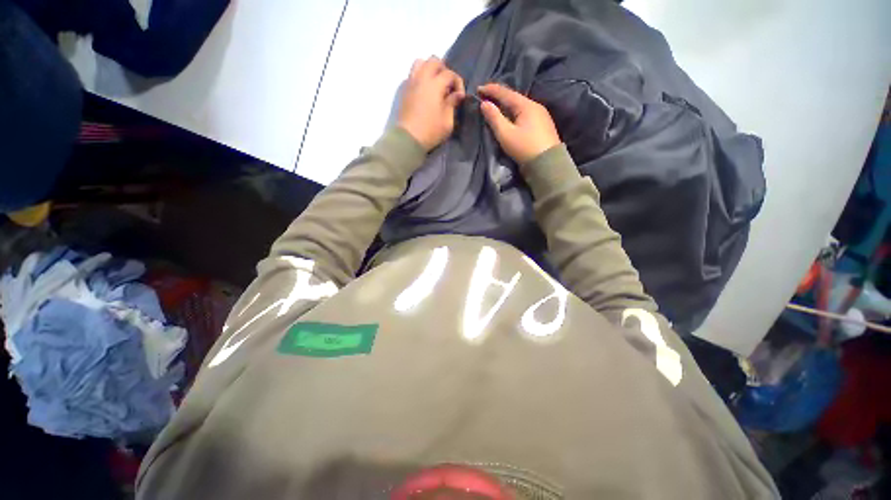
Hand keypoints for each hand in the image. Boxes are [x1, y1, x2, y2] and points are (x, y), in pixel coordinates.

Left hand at [398, 57, 465, 150]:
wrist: (408, 139)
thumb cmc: (431, 131)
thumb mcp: (447, 121)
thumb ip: (452, 104)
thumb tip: (457, 94)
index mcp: (435, 85)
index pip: (449, 73)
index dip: (458, 82)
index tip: (460, 97)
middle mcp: (422, 78)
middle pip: (434, 61)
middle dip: (444, 70)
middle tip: (448, 86)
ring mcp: (411, 83)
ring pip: (420, 62)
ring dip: (430, 68)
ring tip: (435, 83)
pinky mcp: (405, 90)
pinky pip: (412, 73)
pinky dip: (420, 75)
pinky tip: (425, 90)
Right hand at [478, 83, 560, 164]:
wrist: (547, 164)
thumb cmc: (524, 148)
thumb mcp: (505, 134)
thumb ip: (494, 118)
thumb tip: (484, 104)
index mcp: (526, 105)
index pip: (505, 92)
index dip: (491, 90)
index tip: (478, 88)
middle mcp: (535, 106)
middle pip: (514, 97)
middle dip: (498, 96)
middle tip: (485, 96)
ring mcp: (541, 115)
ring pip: (519, 105)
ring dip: (506, 104)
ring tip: (495, 105)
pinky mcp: (542, 125)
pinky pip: (525, 112)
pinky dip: (514, 111)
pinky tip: (510, 115)